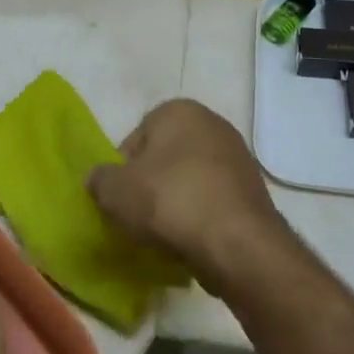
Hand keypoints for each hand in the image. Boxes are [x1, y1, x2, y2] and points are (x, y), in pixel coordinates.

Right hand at [88, 101, 299, 297]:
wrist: (236, 243)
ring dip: (176, 202)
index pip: (135, 139)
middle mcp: (212, 123)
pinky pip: (213, 201)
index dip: (122, 171)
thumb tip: (100, 180)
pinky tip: (191, 239)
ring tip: (164, 233)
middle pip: (165, 158)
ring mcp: (238, 157)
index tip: (120, 198)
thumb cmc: (169, 201)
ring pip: (190, 180)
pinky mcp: (254, 190)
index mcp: (178, 110)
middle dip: (151, 185)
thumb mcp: (114, 191)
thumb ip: (99, 179)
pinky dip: (200, 216)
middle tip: (138, 216)